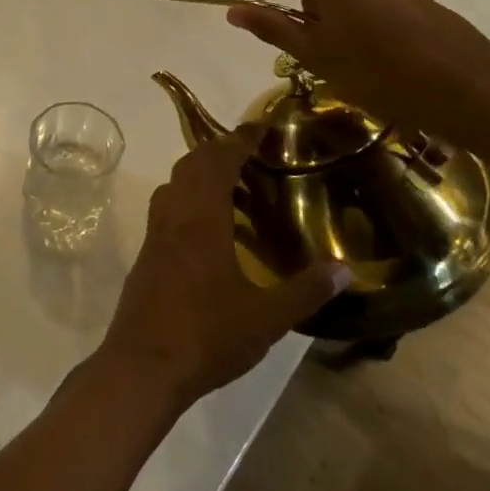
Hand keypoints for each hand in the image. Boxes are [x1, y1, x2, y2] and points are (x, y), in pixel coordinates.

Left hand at [97, 126, 346, 413]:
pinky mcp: (147, 252)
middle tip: (252, 154)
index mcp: (201, 217)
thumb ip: (306, 291)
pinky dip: (189, 198)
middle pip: (192, 164)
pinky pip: (168, 207)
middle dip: (219, 150)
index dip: (239, 139)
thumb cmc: (207, 335)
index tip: (259, 126)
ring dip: (201, 174)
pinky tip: (210, 228)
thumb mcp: (266, 318)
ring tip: (236, 187)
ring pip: (175, 184)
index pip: (219, 160)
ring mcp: (155, 233)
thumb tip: (346, 270)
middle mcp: (174, 214)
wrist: (143, 364)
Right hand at [223, 0, 489, 131]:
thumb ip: (271, 26)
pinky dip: (353, 6)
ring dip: (326, 3)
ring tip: (332, 45)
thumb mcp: (314, 53)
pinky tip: (365, 45)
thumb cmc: (375, 68)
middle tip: (299, 36)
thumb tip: (232, 10)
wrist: (461, 83)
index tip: (259, 2)